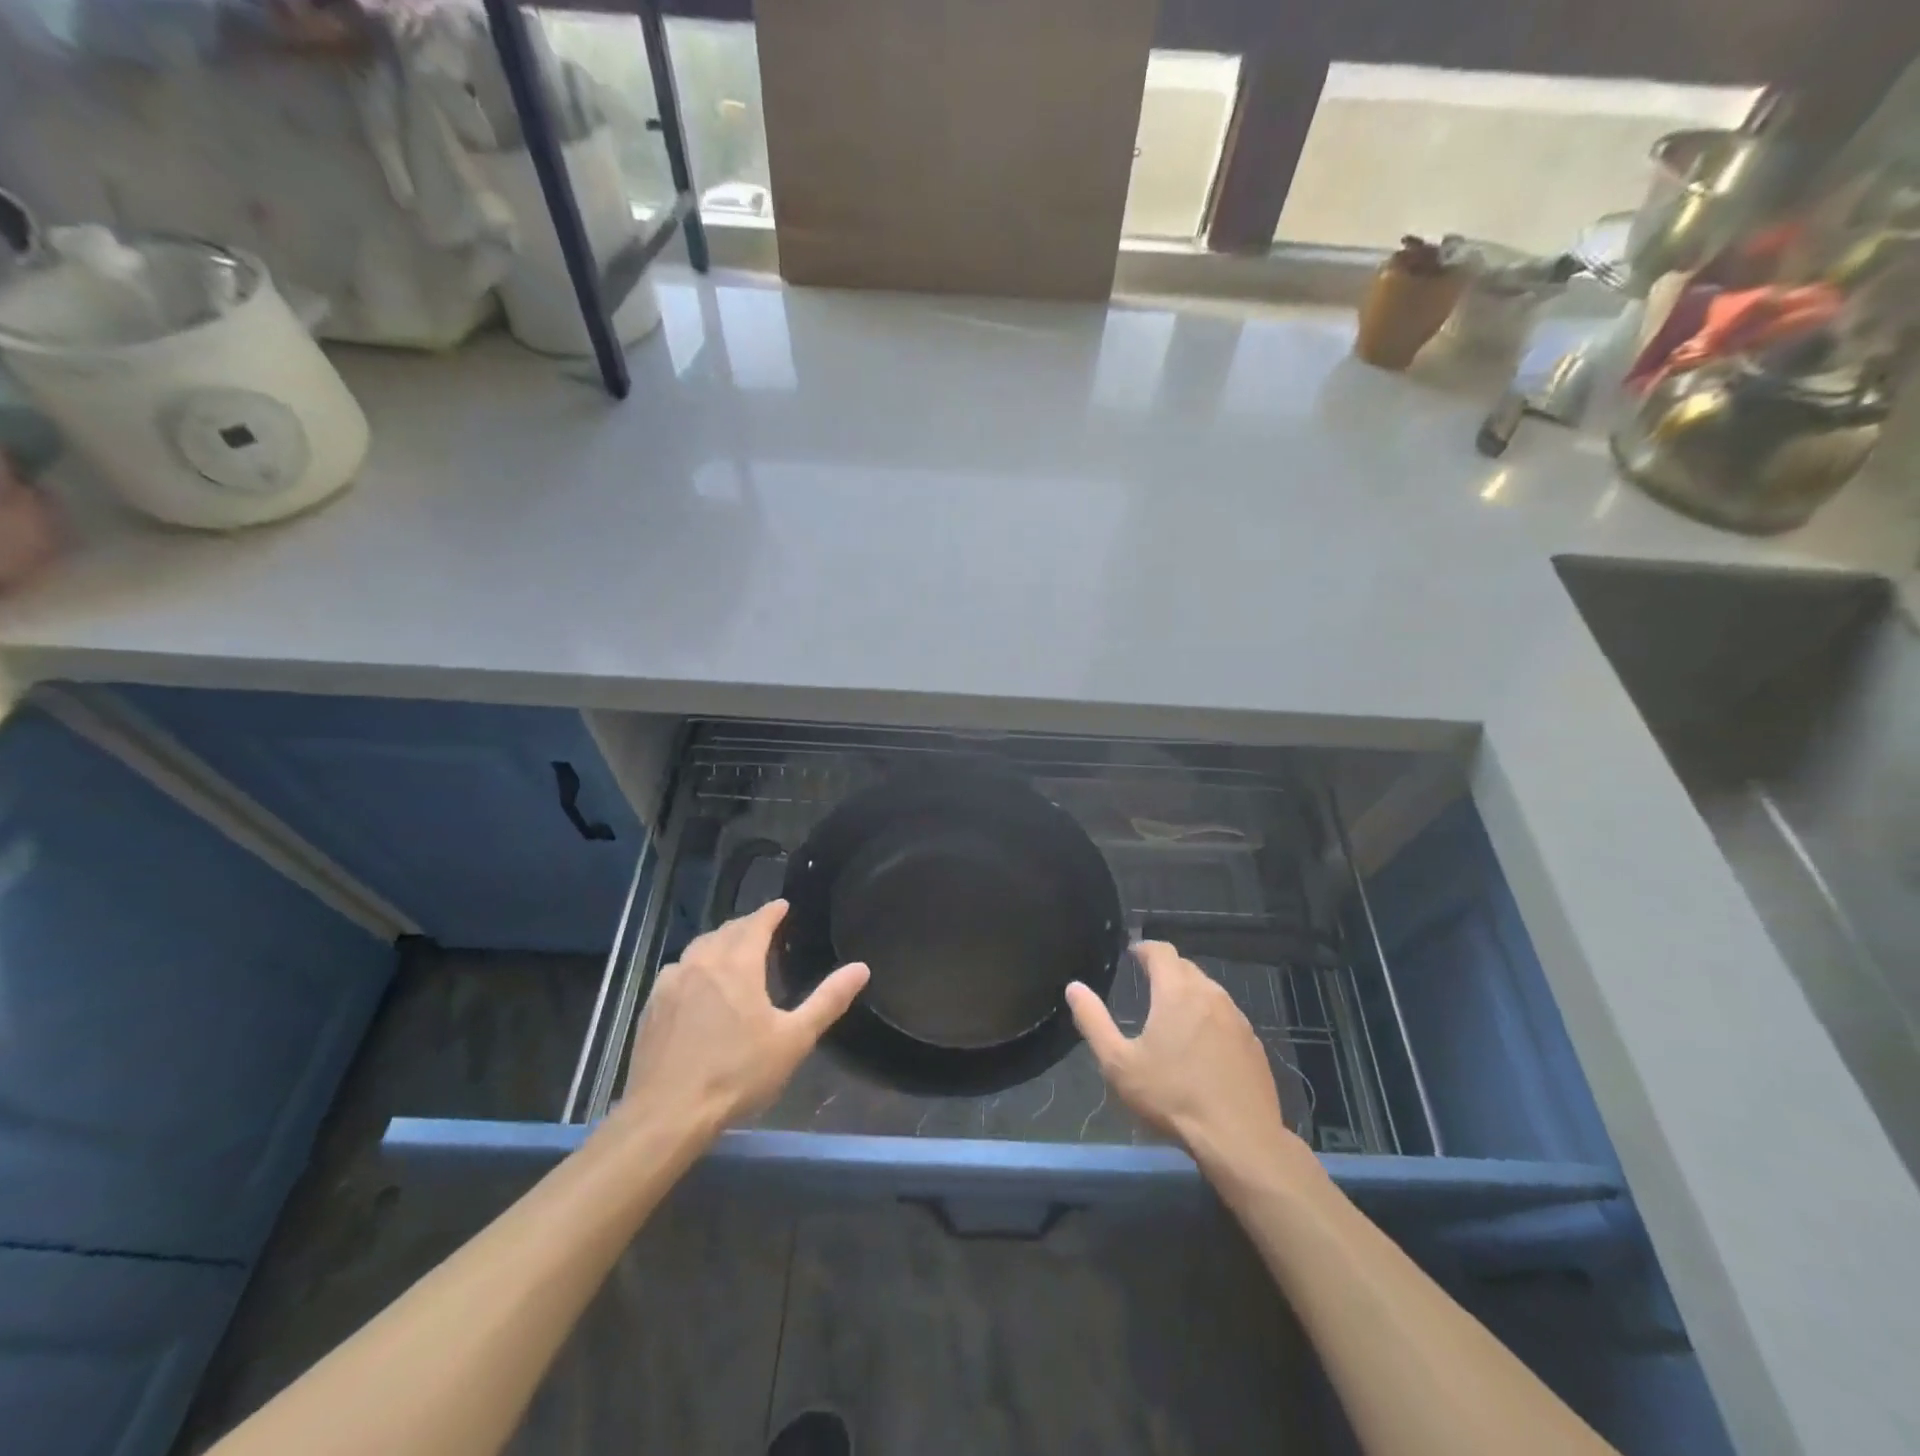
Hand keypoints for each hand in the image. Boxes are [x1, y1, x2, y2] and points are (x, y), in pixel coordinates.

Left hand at [619, 900, 868, 1138]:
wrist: (667, 1113)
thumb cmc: (738, 1073)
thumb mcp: (794, 1039)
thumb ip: (828, 1000)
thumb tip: (861, 967)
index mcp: (739, 964)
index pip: (757, 923)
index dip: (771, 911)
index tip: (782, 905)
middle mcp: (703, 962)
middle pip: (727, 931)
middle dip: (747, 925)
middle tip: (763, 929)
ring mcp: (672, 982)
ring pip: (699, 947)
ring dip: (718, 942)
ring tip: (731, 951)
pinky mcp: (652, 1005)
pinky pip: (677, 970)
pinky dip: (694, 965)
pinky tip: (696, 983)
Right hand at [1067, 942, 1321, 1186]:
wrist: (1240, 1139)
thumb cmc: (1173, 1097)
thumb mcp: (1119, 1063)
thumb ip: (1093, 1020)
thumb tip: (1074, 987)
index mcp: (1176, 992)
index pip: (1161, 951)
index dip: (1144, 949)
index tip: (1132, 955)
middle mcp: (1210, 994)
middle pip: (1186, 967)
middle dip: (1165, 969)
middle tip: (1147, 983)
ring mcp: (1237, 1018)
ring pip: (1208, 990)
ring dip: (1189, 991)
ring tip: (1171, 1013)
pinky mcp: (1253, 1042)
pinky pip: (1226, 1015)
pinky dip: (1209, 1016)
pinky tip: (1201, 1044)